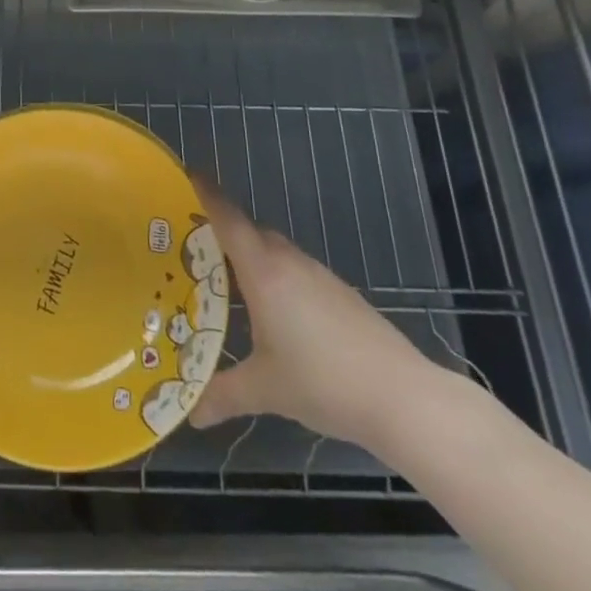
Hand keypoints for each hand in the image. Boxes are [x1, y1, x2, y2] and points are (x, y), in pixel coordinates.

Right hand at [189, 182, 441, 450]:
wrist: (402, 397)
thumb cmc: (323, 381)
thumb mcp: (265, 390)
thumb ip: (224, 394)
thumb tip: (192, 415)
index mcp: (263, 272)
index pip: (228, 219)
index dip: (207, 194)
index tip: (188, 174)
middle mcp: (289, 263)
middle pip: (250, 232)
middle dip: (224, 233)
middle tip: (194, 247)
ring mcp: (319, 276)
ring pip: (275, 251)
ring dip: (252, 257)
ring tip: (229, 283)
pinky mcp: (340, 293)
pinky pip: (296, 271)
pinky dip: (277, 278)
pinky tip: (276, 314)